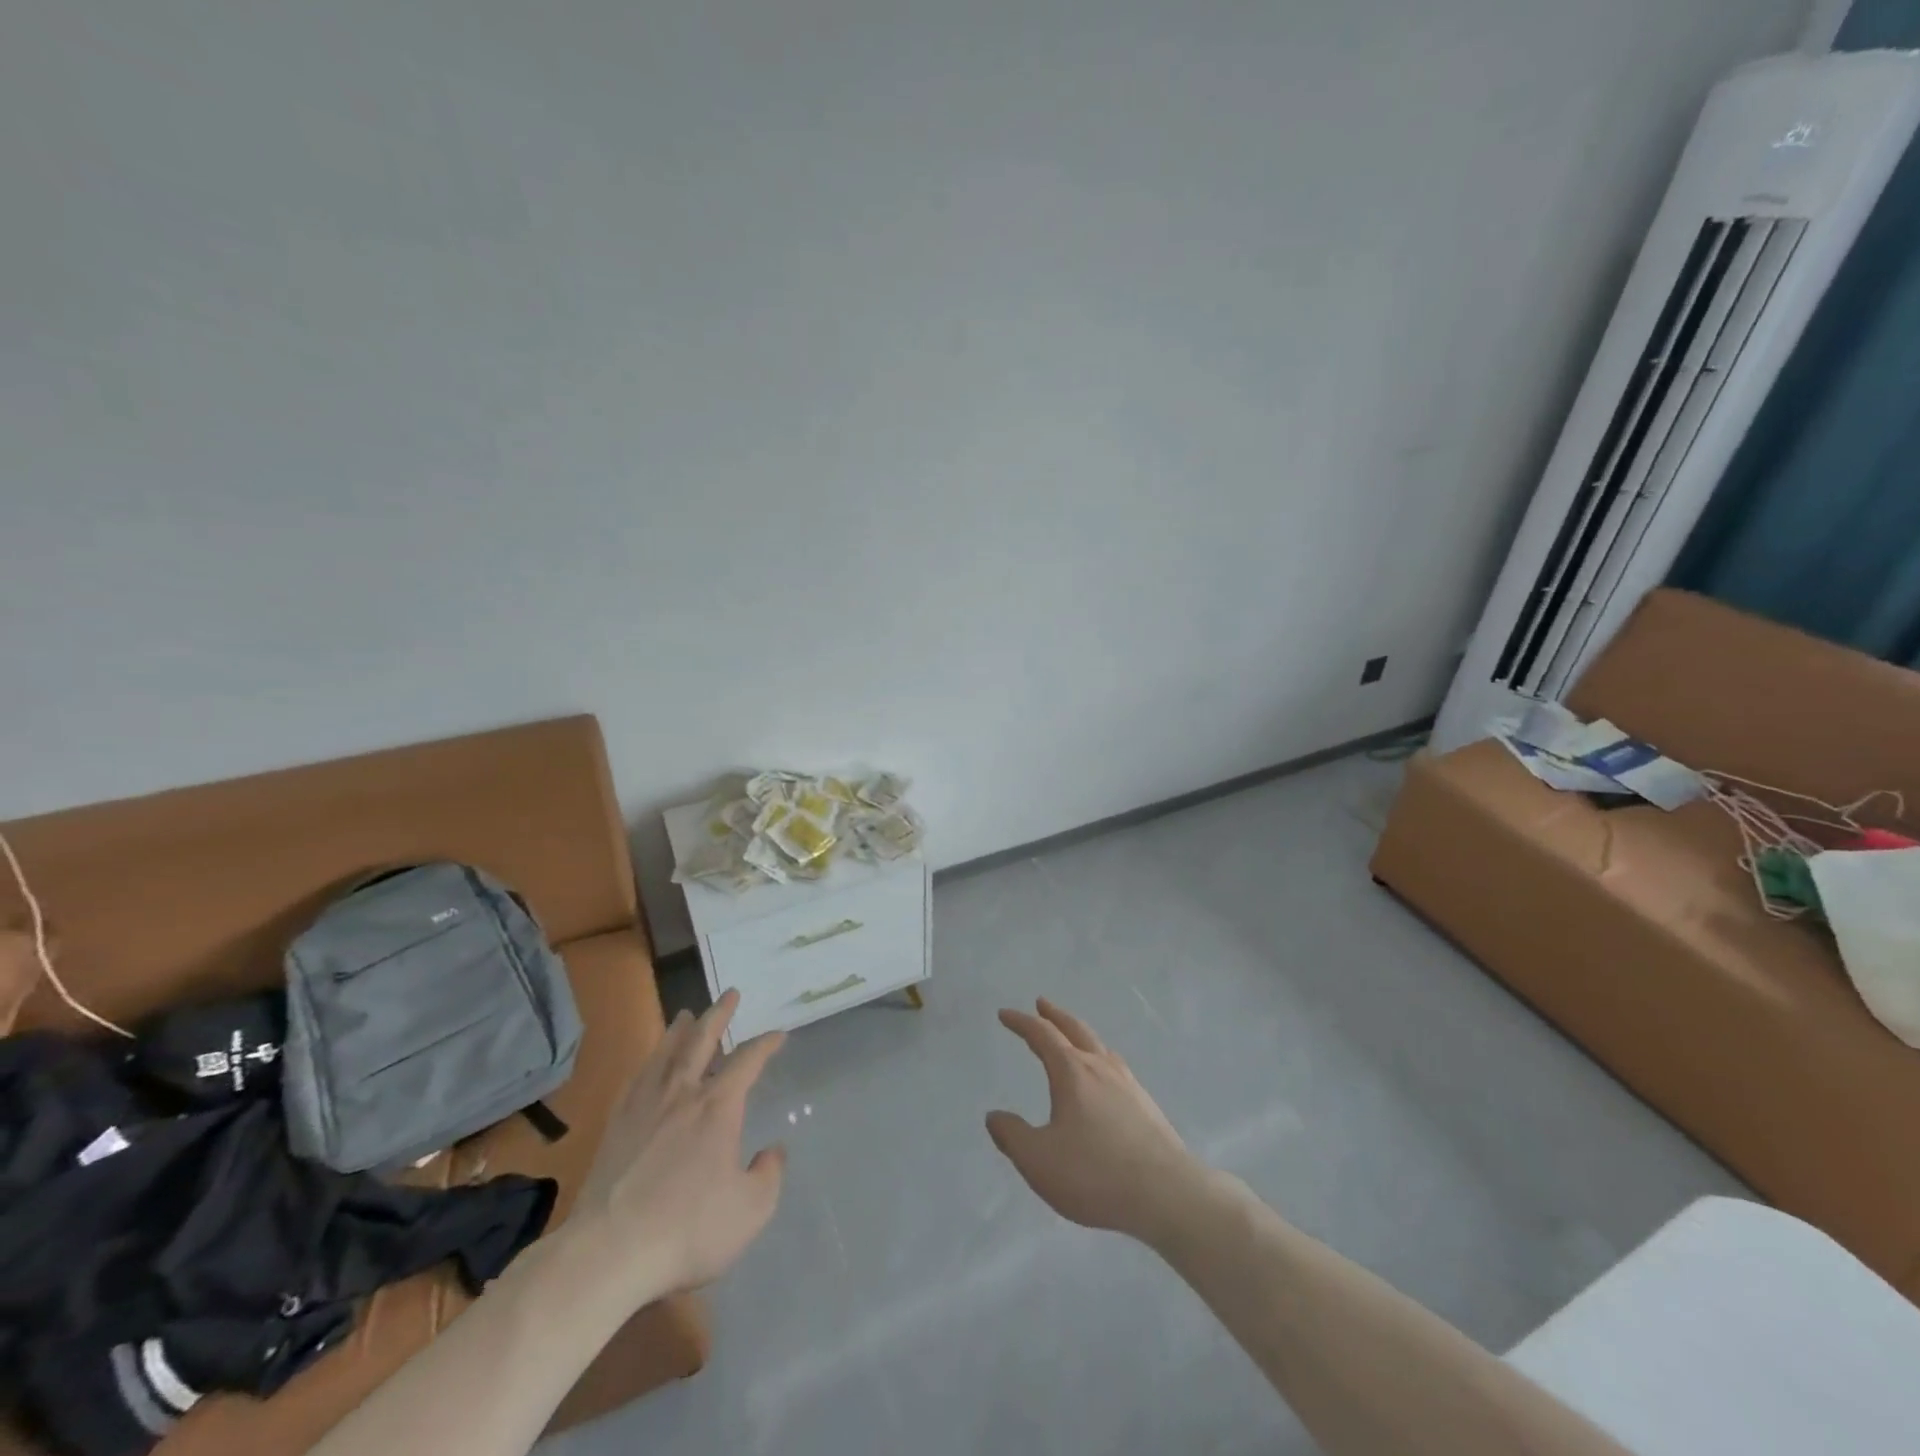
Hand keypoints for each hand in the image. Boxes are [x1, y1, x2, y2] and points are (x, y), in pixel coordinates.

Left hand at [571, 990, 786, 1299]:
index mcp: (718, 1107)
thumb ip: (768, 1175)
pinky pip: (635, 1081)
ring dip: (679, 1031)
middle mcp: (682, 1094)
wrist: (609, 1251)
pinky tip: (647, 1065)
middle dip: (719, 1015)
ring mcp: (644, 1108)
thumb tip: (773, 1151)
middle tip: (729, 994)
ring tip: (686, 1015)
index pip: (748, 1061)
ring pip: (665, 1055)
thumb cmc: (688, 1228)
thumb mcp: (750, 1209)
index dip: (765, 1044)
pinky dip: (647, 1065)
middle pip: (702, 1041)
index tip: (778, 1034)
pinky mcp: (615, 1128)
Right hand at [986, 998, 1199, 1244]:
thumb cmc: (1095, 1174)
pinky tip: (1105, 1077)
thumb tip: (994, 1116)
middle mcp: (1101, 1068)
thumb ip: (1012, 1136)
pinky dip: (1100, 1058)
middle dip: (1055, 1016)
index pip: (1042, 1035)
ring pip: (1099, 1046)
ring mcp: (1128, 1084)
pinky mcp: (1146, 1105)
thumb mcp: (1039, 1160)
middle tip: (1042, 1003)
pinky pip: (1115, 1067)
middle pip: (1075, 1030)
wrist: (1167, 1194)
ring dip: (1080, 1035)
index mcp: (1072, 1072)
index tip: (1005, 1014)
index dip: (1021, 1022)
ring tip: (1073, 1037)